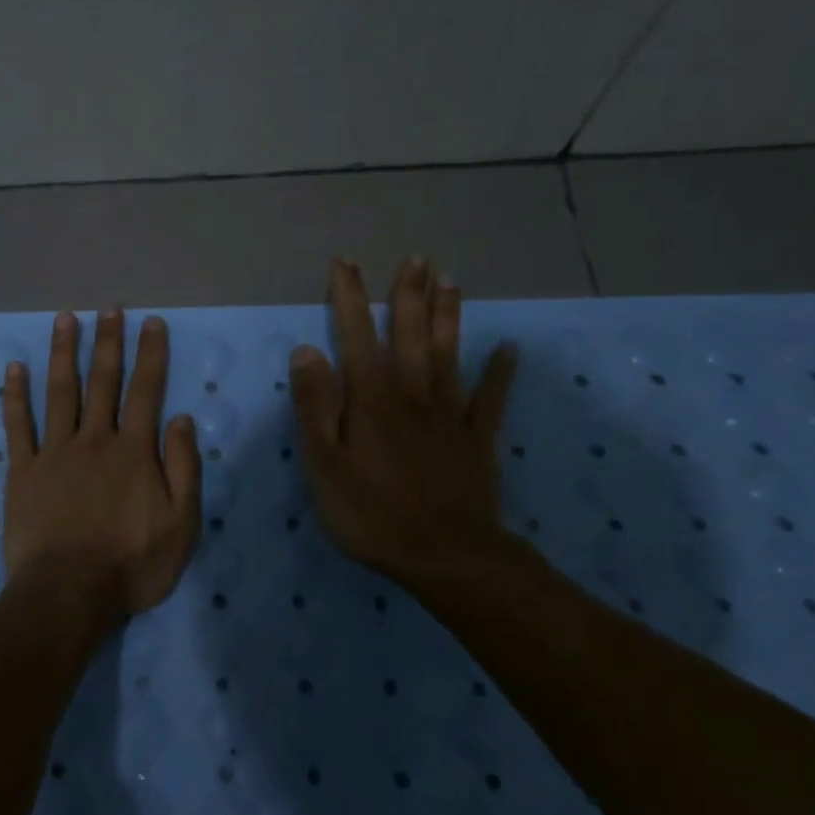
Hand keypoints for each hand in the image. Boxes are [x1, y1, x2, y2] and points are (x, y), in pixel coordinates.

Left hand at [2, 308, 202, 621]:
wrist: (68, 594)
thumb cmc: (131, 565)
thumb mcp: (182, 525)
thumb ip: (184, 468)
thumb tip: (183, 419)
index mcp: (134, 451)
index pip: (146, 391)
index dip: (151, 354)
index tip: (152, 323)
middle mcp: (94, 439)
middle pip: (103, 381)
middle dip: (109, 341)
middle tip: (109, 308)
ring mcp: (54, 452)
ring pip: (61, 391)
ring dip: (64, 353)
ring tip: (65, 318)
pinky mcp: (23, 471)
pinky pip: (18, 425)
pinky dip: (15, 395)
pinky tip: (15, 368)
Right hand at [289, 258, 519, 584]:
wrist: (445, 556)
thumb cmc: (371, 513)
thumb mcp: (324, 465)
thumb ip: (314, 406)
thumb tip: (307, 350)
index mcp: (371, 399)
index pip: (357, 336)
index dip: (350, 298)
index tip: (345, 264)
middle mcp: (412, 394)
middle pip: (411, 335)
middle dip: (410, 295)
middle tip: (415, 258)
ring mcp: (449, 415)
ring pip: (449, 354)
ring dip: (449, 316)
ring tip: (451, 281)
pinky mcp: (477, 439)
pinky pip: (491, 398)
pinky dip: (500, 372)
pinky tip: (508, 348)